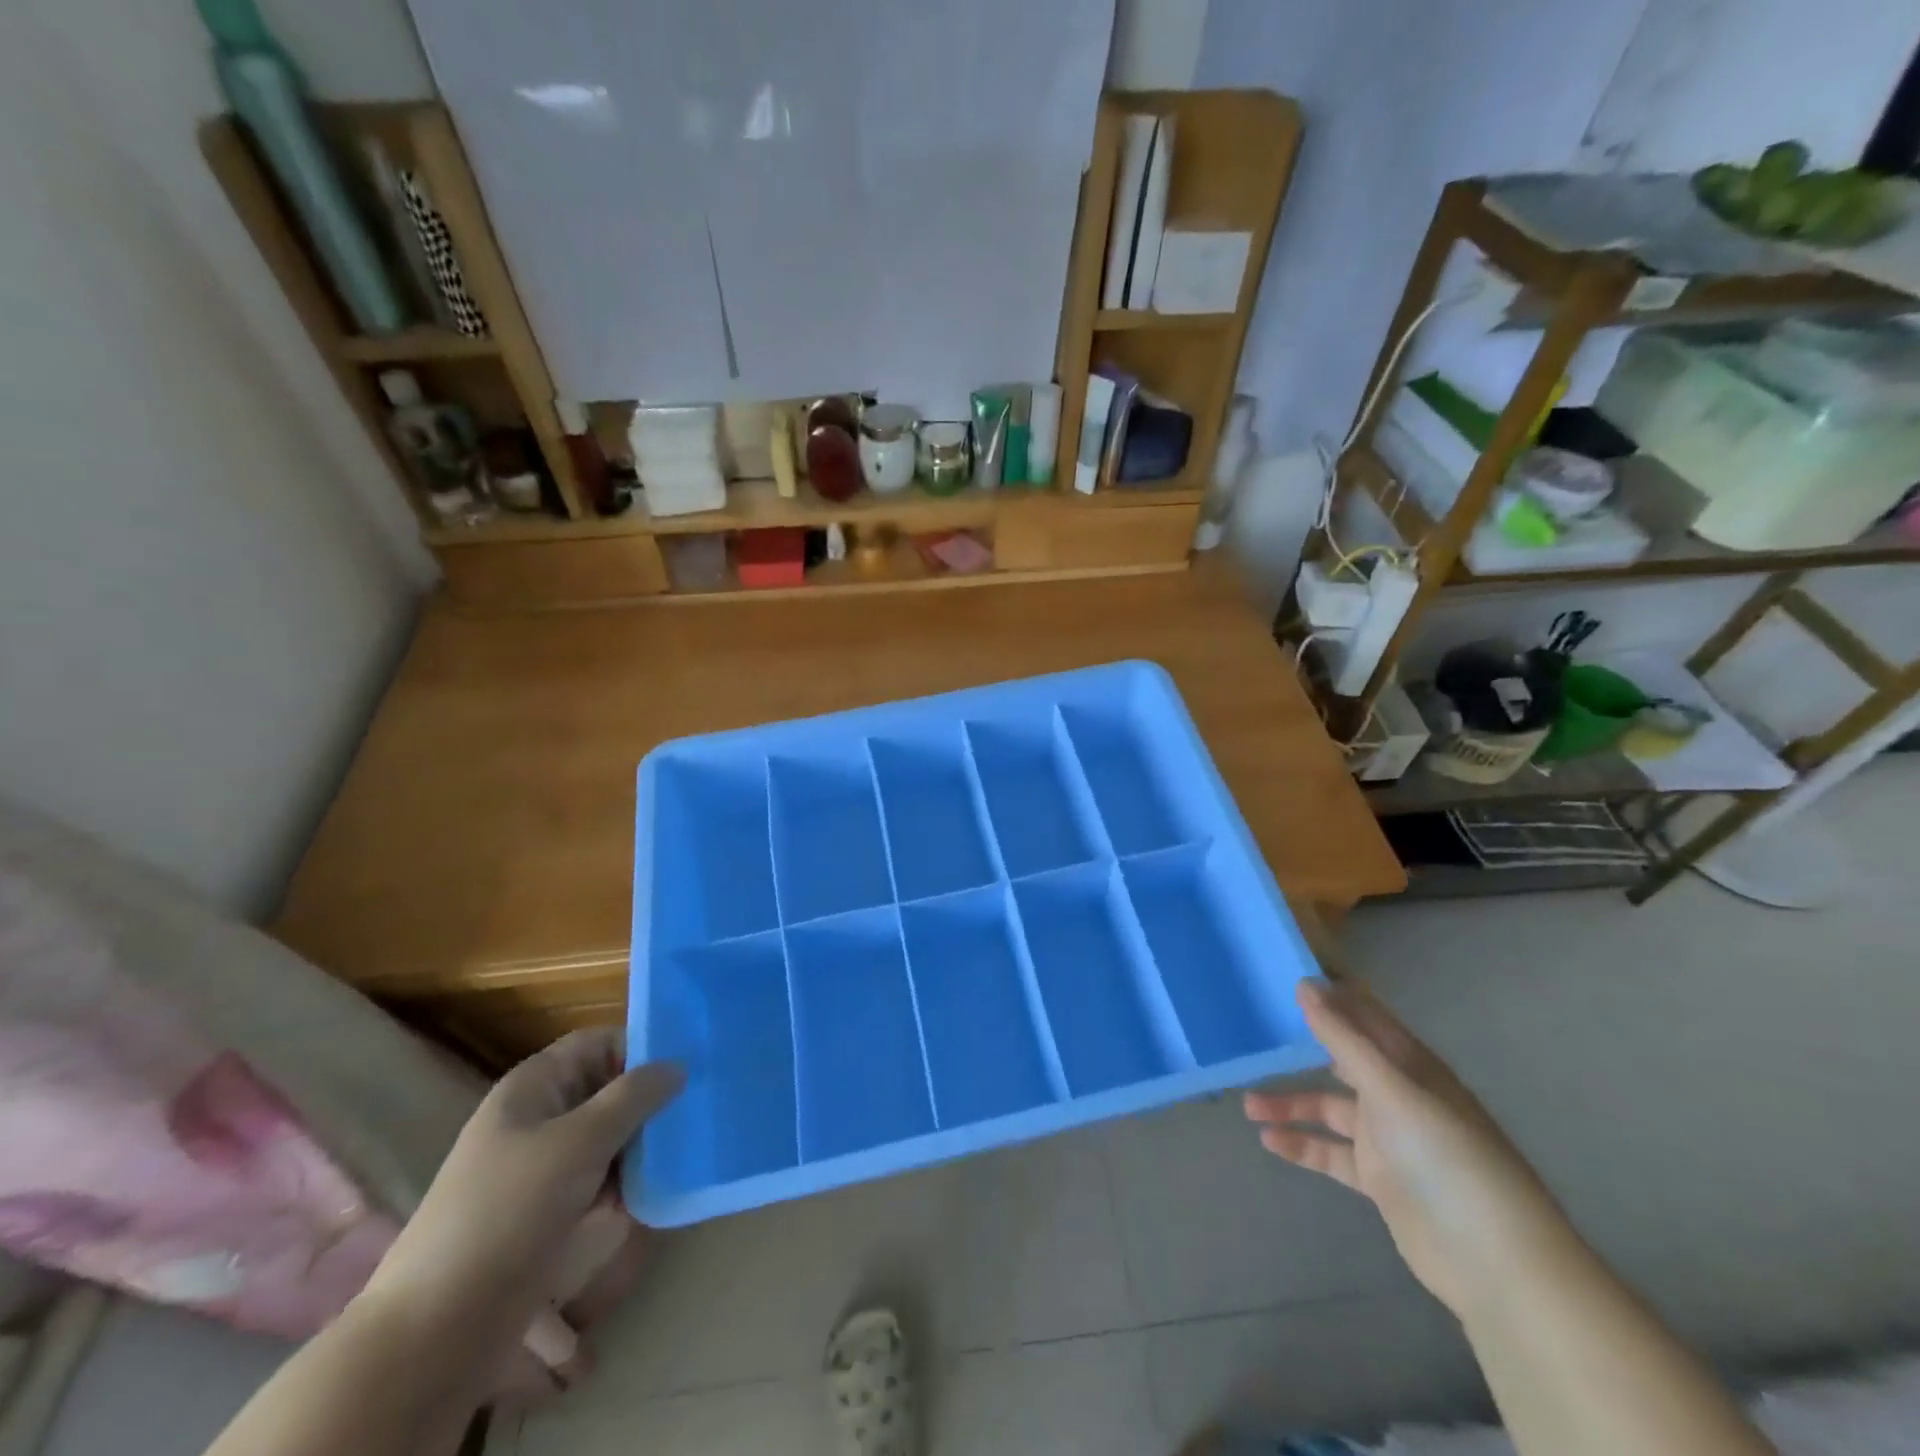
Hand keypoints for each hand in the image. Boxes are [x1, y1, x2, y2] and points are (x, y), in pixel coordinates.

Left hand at [367, 1030, 681, 1333]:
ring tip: (696, 1144)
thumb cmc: (510, 1211)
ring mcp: (544, 1166)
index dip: (643, 1047)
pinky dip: (630, 1179)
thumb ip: (634, 1096)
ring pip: (610, 1136)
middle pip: (608, 1089)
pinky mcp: (550, 1210)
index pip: (600, 1044)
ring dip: (646, 1141)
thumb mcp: (580, 1141)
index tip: (693, 1063)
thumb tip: (678, 1066)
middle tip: (704, 1105)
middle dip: (653, 1097)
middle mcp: (540, 1117)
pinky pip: (602, 1177)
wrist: (439, 1329)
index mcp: (535, 1086)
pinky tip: (665, 1185)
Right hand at [1245, 980, 1572, 1317]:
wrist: (1495, 1263)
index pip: (1364, 1016)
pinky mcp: (1378, 1178)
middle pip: (1340, 1059)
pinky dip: (1300, 1144)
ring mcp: (1387, 1138)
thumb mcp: (1393, 1091)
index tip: (1281, 976)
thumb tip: (1304, 984)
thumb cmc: (1447, 1158)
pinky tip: (1268, 1141)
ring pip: (1327, 1108)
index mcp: (1410, 1065)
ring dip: (1290, 1104)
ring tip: (1247, 1104)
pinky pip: (1329, 1151)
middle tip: (1253, 1030)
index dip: (1329, 996)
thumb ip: (1344, 1040)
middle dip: (1300, 1047)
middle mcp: (1397, 1094)